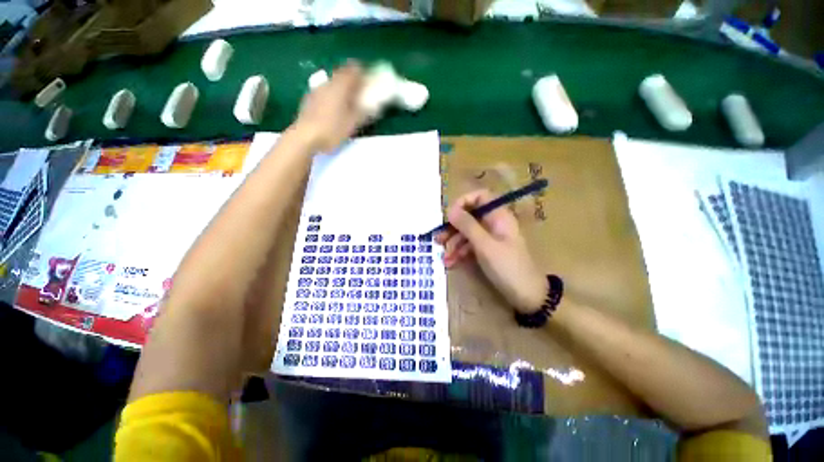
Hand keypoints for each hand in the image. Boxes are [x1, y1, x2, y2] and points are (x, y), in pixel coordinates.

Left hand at [294, 63, 366, 151]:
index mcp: (340, 86)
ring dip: (343, 89)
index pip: (353, 69)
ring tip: (349, 104)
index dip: (363, 73)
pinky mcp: (309, 99)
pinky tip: (335, 110)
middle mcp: (327, 83)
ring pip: (333, 83)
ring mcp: (316, 90)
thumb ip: (364, 111)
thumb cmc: (332, 130)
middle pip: (342, 74)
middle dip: (353, 81)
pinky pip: (325, 92)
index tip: (369, 82)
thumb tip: (373, 104)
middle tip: (361, 94)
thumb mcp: (353, 123)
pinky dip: (333, 96)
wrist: (305, 137)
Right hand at [436, 189, 546, 313]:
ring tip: (444, 258)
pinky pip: (470, 246)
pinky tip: (451, 263)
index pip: (480, 196)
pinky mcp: (486, 251)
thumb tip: (451, 210)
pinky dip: (460, 253)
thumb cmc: (507, 267)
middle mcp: (493, 224)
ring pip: (467, 233)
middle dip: (453, 228)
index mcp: (498, 216)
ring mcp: (490, 238)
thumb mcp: (485, 245)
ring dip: (454, 244)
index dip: (463, 202)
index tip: (449, 215)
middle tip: (438, 239)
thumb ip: (467, 226)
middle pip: (470, 217)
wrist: (526, 296)